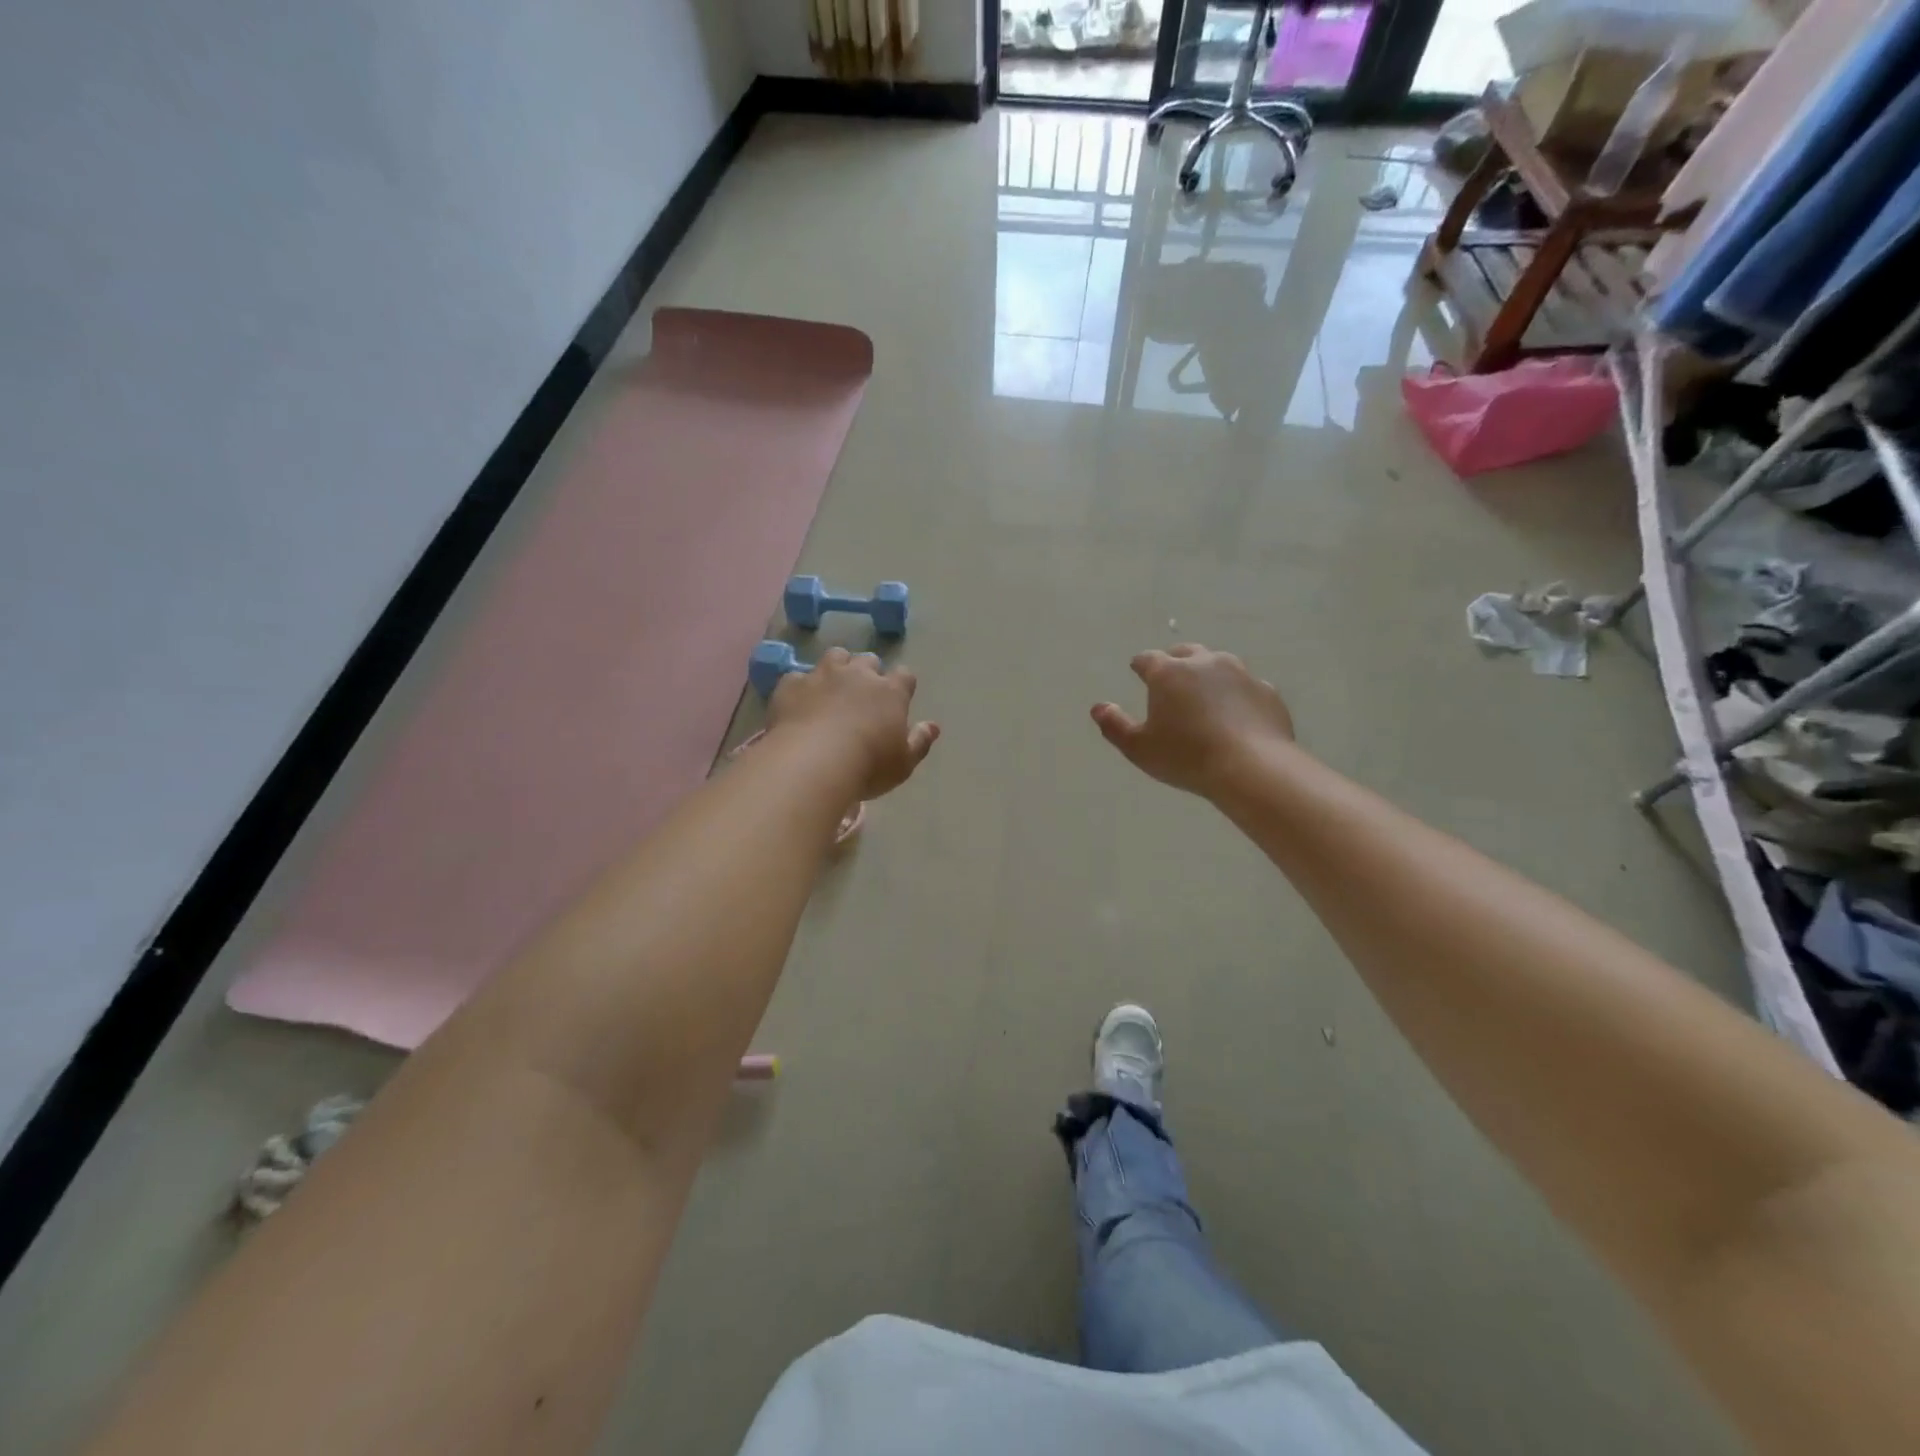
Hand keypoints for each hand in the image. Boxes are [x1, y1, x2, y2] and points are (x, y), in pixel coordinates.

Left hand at [768, 648, 939, 797]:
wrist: (812, 763)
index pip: (904, 676)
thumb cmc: (867, 766)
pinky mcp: (791, 684)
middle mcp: (858, 675)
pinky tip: (798, 704)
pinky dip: (801, 688)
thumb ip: (920, 742)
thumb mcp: (903, 764)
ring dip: (837, 668)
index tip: (898, 698)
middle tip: (862, 695)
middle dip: (867, 673)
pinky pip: (797, 678)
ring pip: (835, 656)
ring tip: (831, 689)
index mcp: (890, 692)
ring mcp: (822, 675)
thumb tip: (933, 726)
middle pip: (868, 661)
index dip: (902, 685)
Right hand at [1092, 645, 1293, 796]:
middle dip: (1175, 661)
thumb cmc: (1186, 756)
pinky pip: (1246, 687)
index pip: (1147, 659)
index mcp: (1169, 673)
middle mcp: (1205, 663)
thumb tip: (1098, 707)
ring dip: (1208, 674)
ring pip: (1220, 664)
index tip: (1137, 670)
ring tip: (1205, 695)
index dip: (1140, 665)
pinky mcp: (1267, 692)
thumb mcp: (1139, 748)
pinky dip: (1236, 695)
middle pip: (1185, 652)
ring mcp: (1240, 674)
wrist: (1252, 767)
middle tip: (1170, 678)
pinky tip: (1236, 715)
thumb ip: (1114, 725)